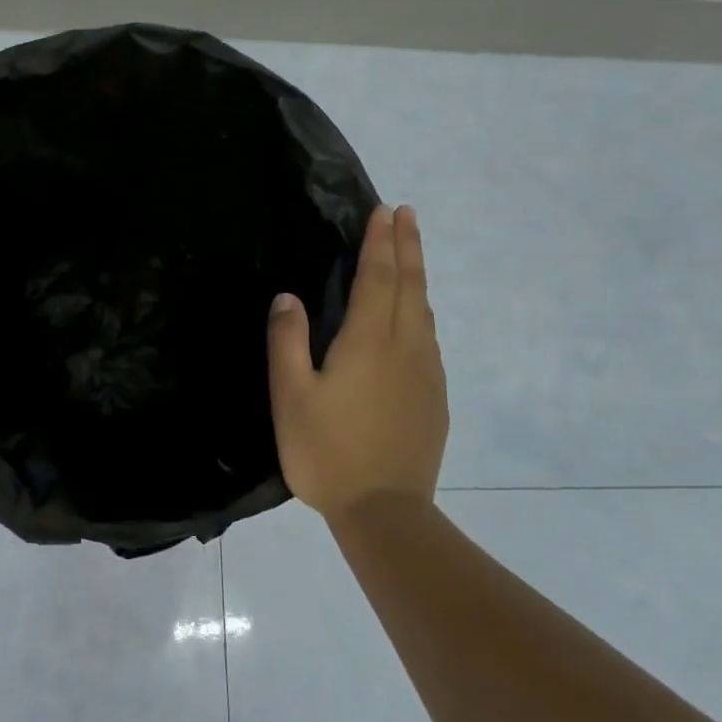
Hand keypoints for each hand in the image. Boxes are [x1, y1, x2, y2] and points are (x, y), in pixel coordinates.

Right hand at [266, 204, 448, 517]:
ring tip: (410, 254)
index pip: (379, 278)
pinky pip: (429, 339)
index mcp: (369, 342)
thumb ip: (287, 342)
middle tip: (406, 214)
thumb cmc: (327, 451)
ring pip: (424, 311)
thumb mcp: (291, 397)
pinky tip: (415, 319)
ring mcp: (426, 373)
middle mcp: (405, 348)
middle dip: (407, 246)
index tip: (384, 210)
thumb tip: (289, 297)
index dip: (380, 242)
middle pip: (410, 286)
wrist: (385, 511)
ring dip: (417, 276)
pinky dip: (421, 312)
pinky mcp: (434, 398)